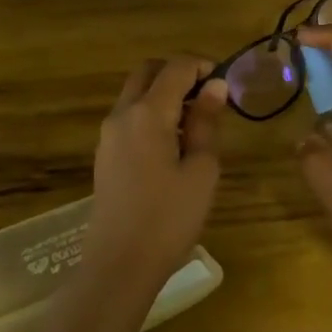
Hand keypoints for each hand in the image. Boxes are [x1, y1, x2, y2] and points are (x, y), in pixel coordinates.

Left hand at [84, 55, 227, 292]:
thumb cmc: (169, 218)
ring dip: (163, 93)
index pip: (176, 67)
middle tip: (208, 96)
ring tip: (195, 122)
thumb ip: (206, 123)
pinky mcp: (105, 154)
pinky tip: (173, 143)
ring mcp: (108, 134)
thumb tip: (215, 87)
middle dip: (178, 72)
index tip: (226, 83)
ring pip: (135, 92)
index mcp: (147, 113)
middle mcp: (122, 114)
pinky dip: (151, 112)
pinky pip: (129, 116)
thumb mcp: (201, 170)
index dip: (203, 66)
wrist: (119, 265)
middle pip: (148, 71)